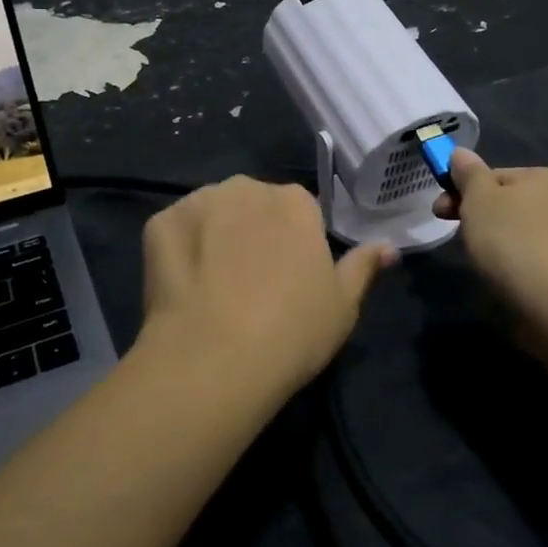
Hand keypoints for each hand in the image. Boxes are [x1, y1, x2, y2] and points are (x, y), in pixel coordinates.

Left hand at [139, 176, 395, 394]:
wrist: (215, 359)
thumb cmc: (292, 331)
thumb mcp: (343, 304)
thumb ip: (364, 266)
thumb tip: (388, 246)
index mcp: (294, 201)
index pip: (299, 212)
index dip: (294, 246)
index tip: (289, 280)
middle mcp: (246, 187)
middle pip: (252, 206)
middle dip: (253, 233)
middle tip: (251, 284)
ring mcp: (198, 202)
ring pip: (212, 214)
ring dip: (214, 236)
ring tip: (213, 288)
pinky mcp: (159, 223)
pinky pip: (175, 231)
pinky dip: (179, 251)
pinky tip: (184, 288)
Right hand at [433, 150, 547, 316]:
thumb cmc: (512, 240)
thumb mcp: (479, 199)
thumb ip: (468, 174)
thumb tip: (460, 153)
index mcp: (542, 178)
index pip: (492, 176)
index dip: (462, 191)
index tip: (440, 212)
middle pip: (507, 204)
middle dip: (478, 218)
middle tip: (458, 239)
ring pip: (519, 233)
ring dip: (496, 243)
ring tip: (483, 264)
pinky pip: (533, 259)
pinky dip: (515, 265)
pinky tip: (506, 280)